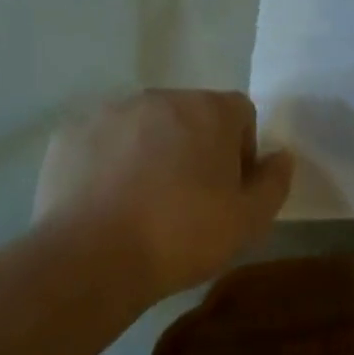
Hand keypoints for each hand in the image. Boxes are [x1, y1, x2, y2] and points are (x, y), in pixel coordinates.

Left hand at [34, 90, 293, 298]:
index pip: (240, 113)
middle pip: (190, 114)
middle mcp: (160, 97)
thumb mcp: (249, 221)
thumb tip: (281, 156)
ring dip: (151, 150)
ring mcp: (111, 111)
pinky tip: (105, 200)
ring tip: (142, 201)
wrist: (92, 257)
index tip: (229, 189)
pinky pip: (103, 140)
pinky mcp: (71, 132)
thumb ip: (274, 182)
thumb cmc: (182, 236)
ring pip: (144, 125)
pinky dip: (109, 160)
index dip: (241, 150)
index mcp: (209, 110)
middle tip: (187, 198)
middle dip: (195, 146)